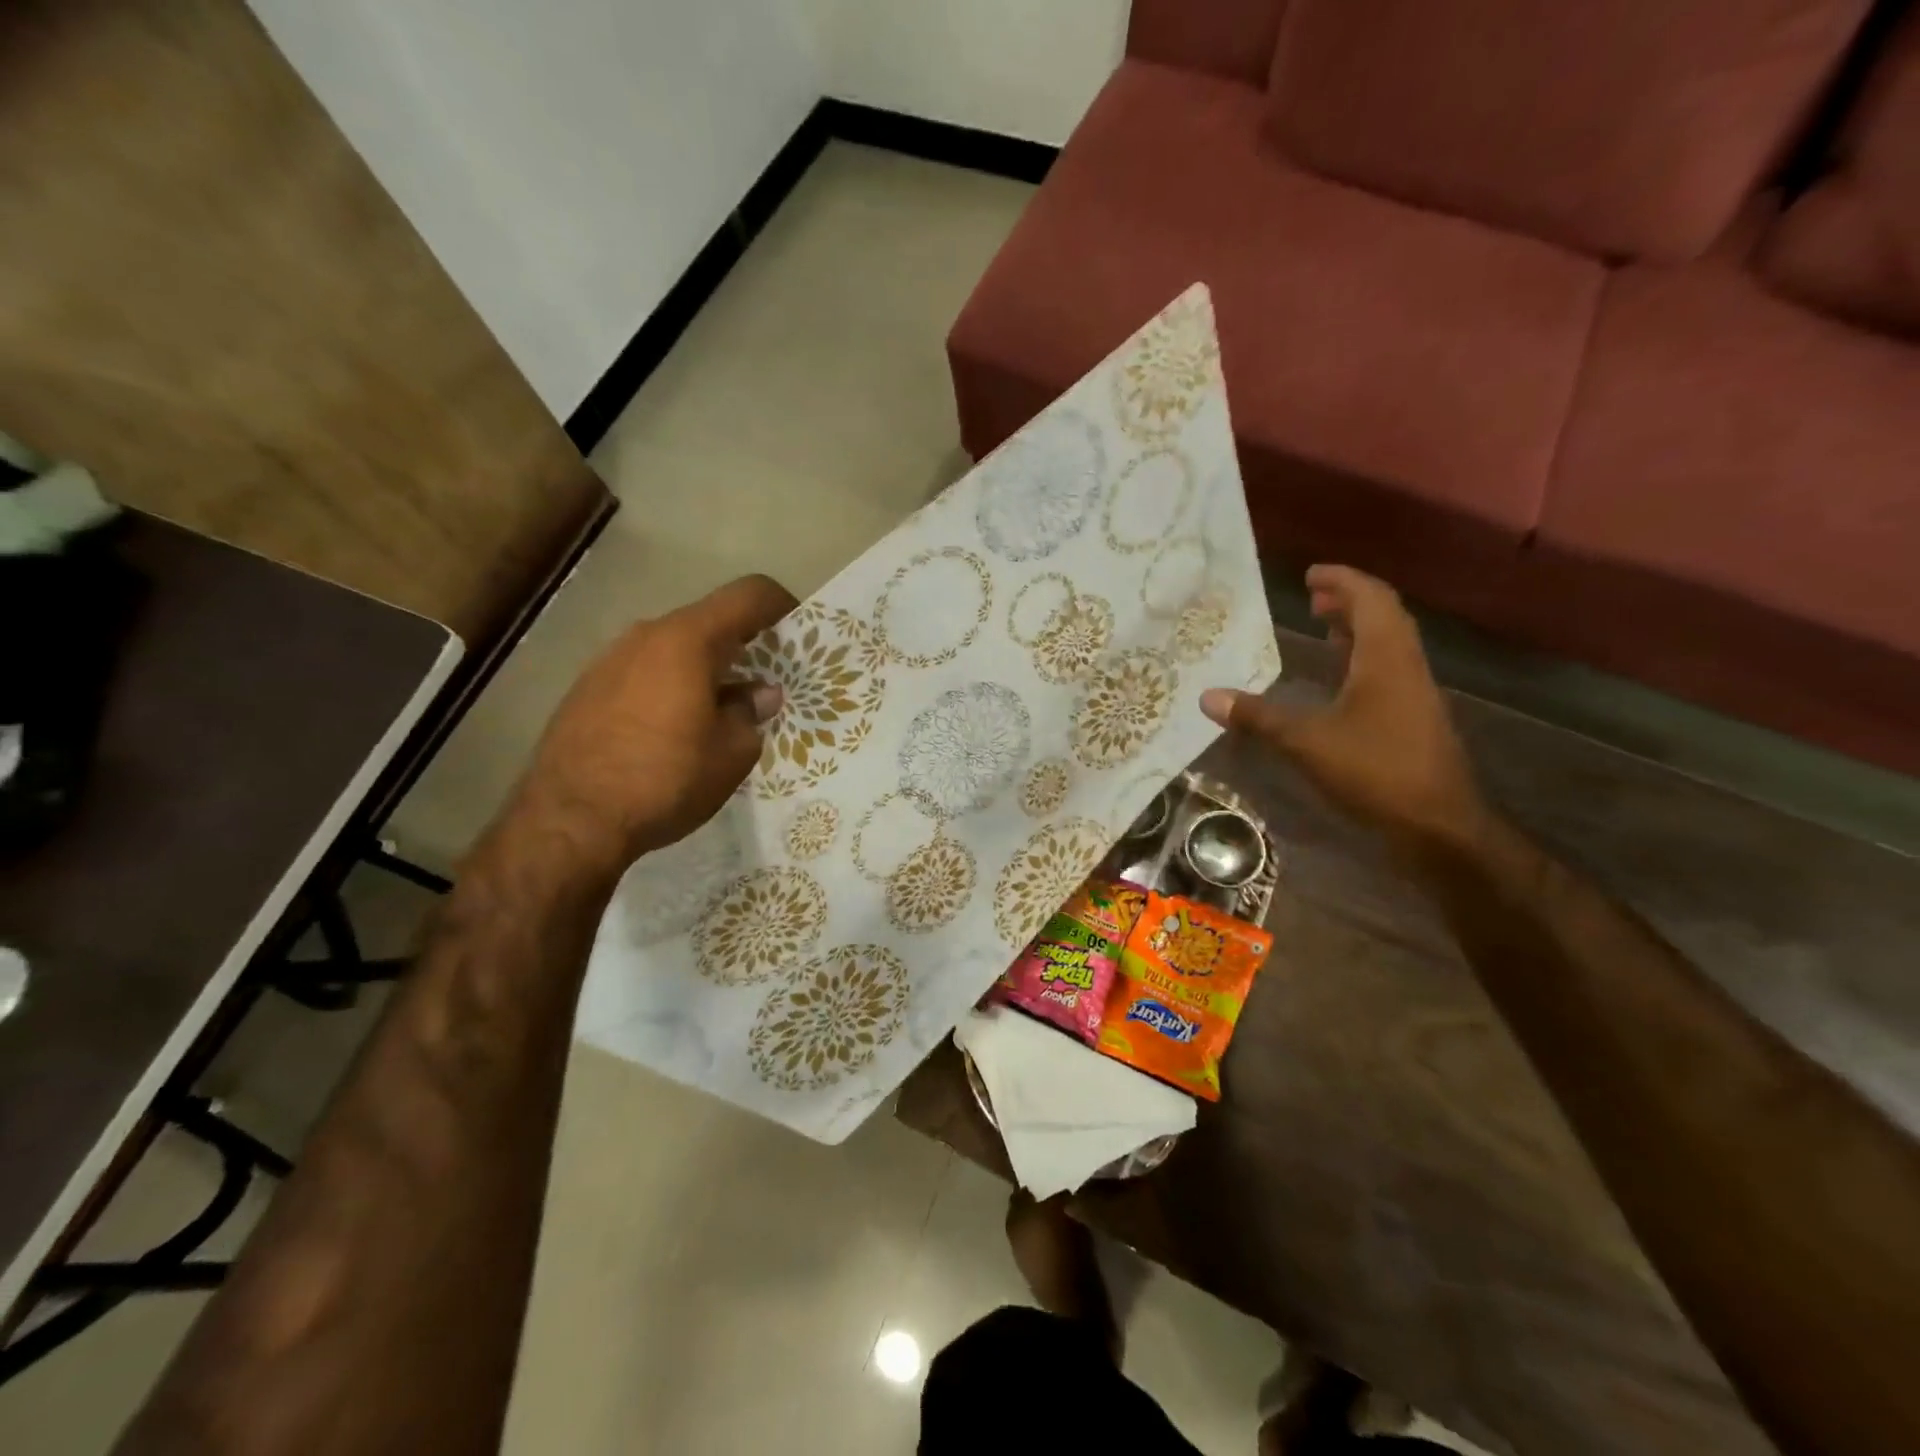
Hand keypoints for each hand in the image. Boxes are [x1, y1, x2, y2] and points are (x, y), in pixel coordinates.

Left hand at [513, 574, 797, 873]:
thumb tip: (758, 695)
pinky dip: (670, 687)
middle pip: (708, 622)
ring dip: (704, 670)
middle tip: (765, 684)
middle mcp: (646, 635)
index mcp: (688, 640)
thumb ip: (750, 713)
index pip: (748, 595)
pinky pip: (644, 673)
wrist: (570, 820)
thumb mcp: (731, 753)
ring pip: (673, 649)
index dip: (782, 605)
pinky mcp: (586, 688)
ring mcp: (609, 660)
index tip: (799, 634)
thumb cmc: (666, 779)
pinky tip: (674, 731)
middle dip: (744, 647)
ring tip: (719, 714)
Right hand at [1200, 566, 1485, 852]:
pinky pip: (1388, 668)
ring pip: (1388, 643)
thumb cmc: (1376, 771)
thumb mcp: (1307, 742)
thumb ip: (1258, 717)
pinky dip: (1362, 657)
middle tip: (1312, 597)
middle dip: (1348, 600)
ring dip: (1357, 627)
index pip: (1370, 599)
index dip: (1342, 580)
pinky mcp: (1414, 717)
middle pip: (1383, 615)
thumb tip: (1208, 697)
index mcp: (1385, 658)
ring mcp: (1414, 692)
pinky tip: (1339, 678)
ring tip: (1323, 626)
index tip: (1309, 574)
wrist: (1438, 825)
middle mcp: (1405, 665)